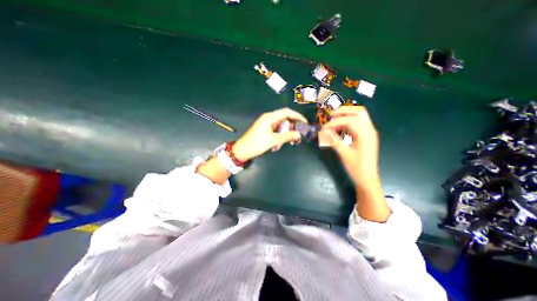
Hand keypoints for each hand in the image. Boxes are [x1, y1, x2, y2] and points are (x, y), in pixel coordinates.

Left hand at [234, 108, 308, 162]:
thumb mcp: (273, 140)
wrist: (242, 151)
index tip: (305, 123)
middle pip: (285, 120)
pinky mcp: (265, 130)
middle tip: (296, 138)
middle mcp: (269, 119)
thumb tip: (299, 134)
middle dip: (291, 129)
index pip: (287, 112)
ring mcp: (266, 125)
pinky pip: (276, 132)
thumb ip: (287, 136)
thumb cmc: (256, 144)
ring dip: (284, 136)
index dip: (297, 116)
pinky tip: (276, 147)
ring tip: (282, 145)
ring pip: (281, 128)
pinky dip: (278, 138)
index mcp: (270, 117)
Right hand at [318, 104, 390, 220]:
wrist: (367, 179)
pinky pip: (358, 123)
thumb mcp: (344, 154)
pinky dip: (348, 121)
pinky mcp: (367, 136)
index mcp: (365, 135)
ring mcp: (369, 132)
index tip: (323, 129)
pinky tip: (340, 128)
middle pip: (359, 112)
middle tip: (330, 116)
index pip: (349, 121)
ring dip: (346, 115)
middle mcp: (369, 130)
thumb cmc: (356, 168)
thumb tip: (323, 131)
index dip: (334, 123)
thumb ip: (334, 140)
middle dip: (343, 111)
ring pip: (359, 116)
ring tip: (333, 121)